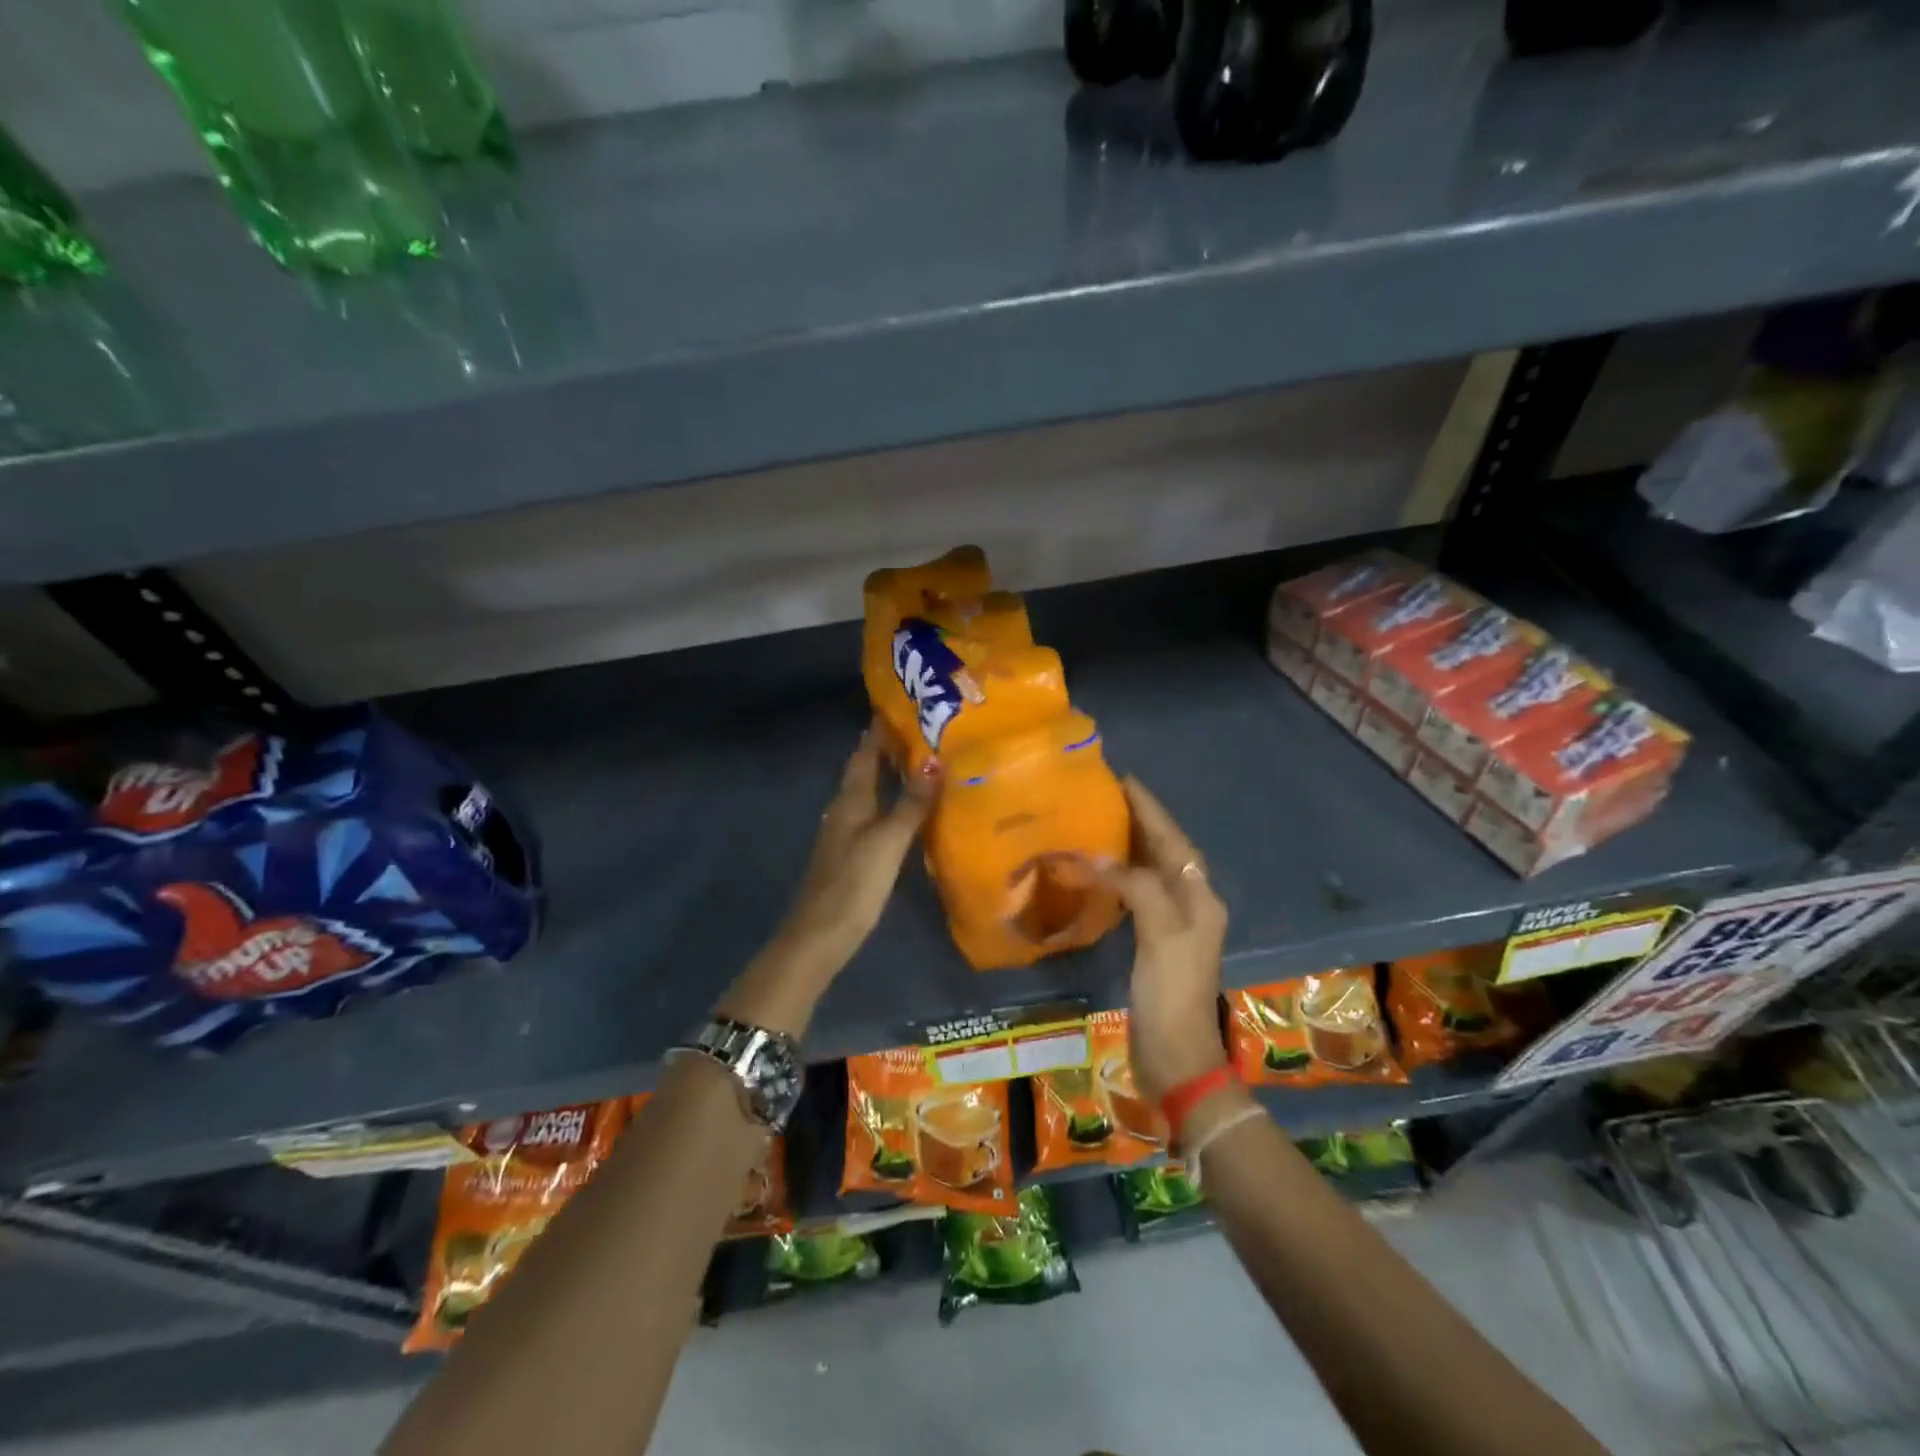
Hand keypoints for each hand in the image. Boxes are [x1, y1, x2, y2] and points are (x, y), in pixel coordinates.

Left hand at [775, 722, 936, 969]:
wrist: (820, 935)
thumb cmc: (854, 883)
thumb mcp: (888, 841)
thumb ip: (912, 803)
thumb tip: (935, 761)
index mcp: (851, 800)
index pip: (864, 754)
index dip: (879, 731)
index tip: (900, 707)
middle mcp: (844, 810)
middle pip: (864, 771)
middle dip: (886, 749)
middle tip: (920, 731)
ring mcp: (844, 833)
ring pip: (867, 793)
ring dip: (888, 775)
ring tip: (919, 763)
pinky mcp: (850, 854)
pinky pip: (871, 815)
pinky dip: (888, 802)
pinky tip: (905, 810)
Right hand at [1100, 776, 1229, 1103]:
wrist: (1176, 1054)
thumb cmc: (1172, 991)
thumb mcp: (1160, 933)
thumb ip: (1136, 887)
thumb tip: (1099, 858)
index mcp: (1199, 896)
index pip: (1174, 840)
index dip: (1150, 809)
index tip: (1124, 780)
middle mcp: (1191, 903)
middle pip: (1165, 851)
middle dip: (1139, 821)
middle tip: (1105, 795)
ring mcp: (1173, 924)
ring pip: (1151, 870)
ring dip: (1129, 845)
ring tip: (1098, 821)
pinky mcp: (1154, 941)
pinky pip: (1136, 893)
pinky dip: (1119, 875)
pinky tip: (1099, 870)